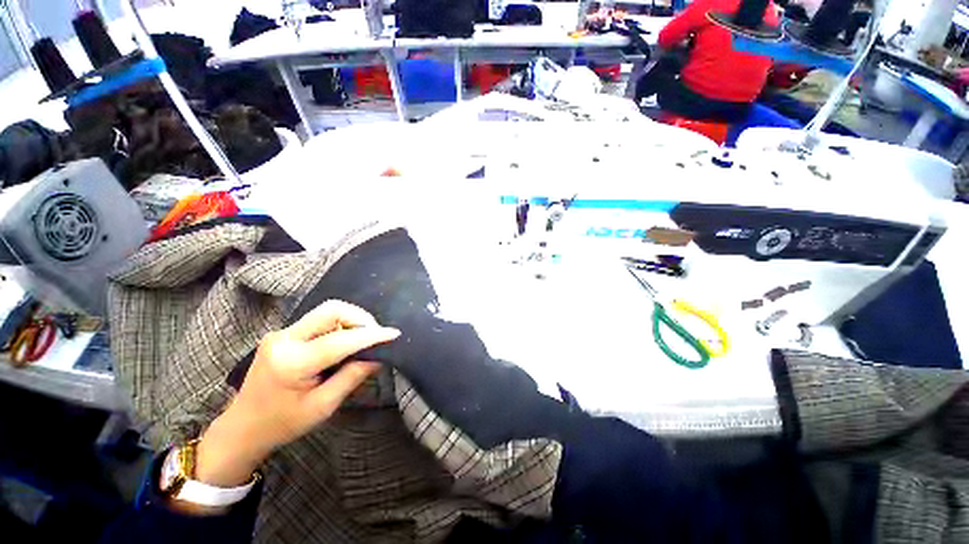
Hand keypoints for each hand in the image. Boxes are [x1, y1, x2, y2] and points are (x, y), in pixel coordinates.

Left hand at [195, 300, 399, 486]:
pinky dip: (339, 325)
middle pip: (331, 310)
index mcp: (292, 363)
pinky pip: (319, 320)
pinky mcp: (283, 333)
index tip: (393, 334)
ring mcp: (281, 333)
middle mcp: (284, 340)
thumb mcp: (323, 406)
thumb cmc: (283, 424)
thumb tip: (379, 356)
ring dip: (351, 320)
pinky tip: (345, 341)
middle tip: (375, 335)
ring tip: (363, 339)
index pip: (340, 340)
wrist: (242, 427)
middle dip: (360, 318)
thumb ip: (352, 377)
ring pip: (326, 311)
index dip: (371, 335)